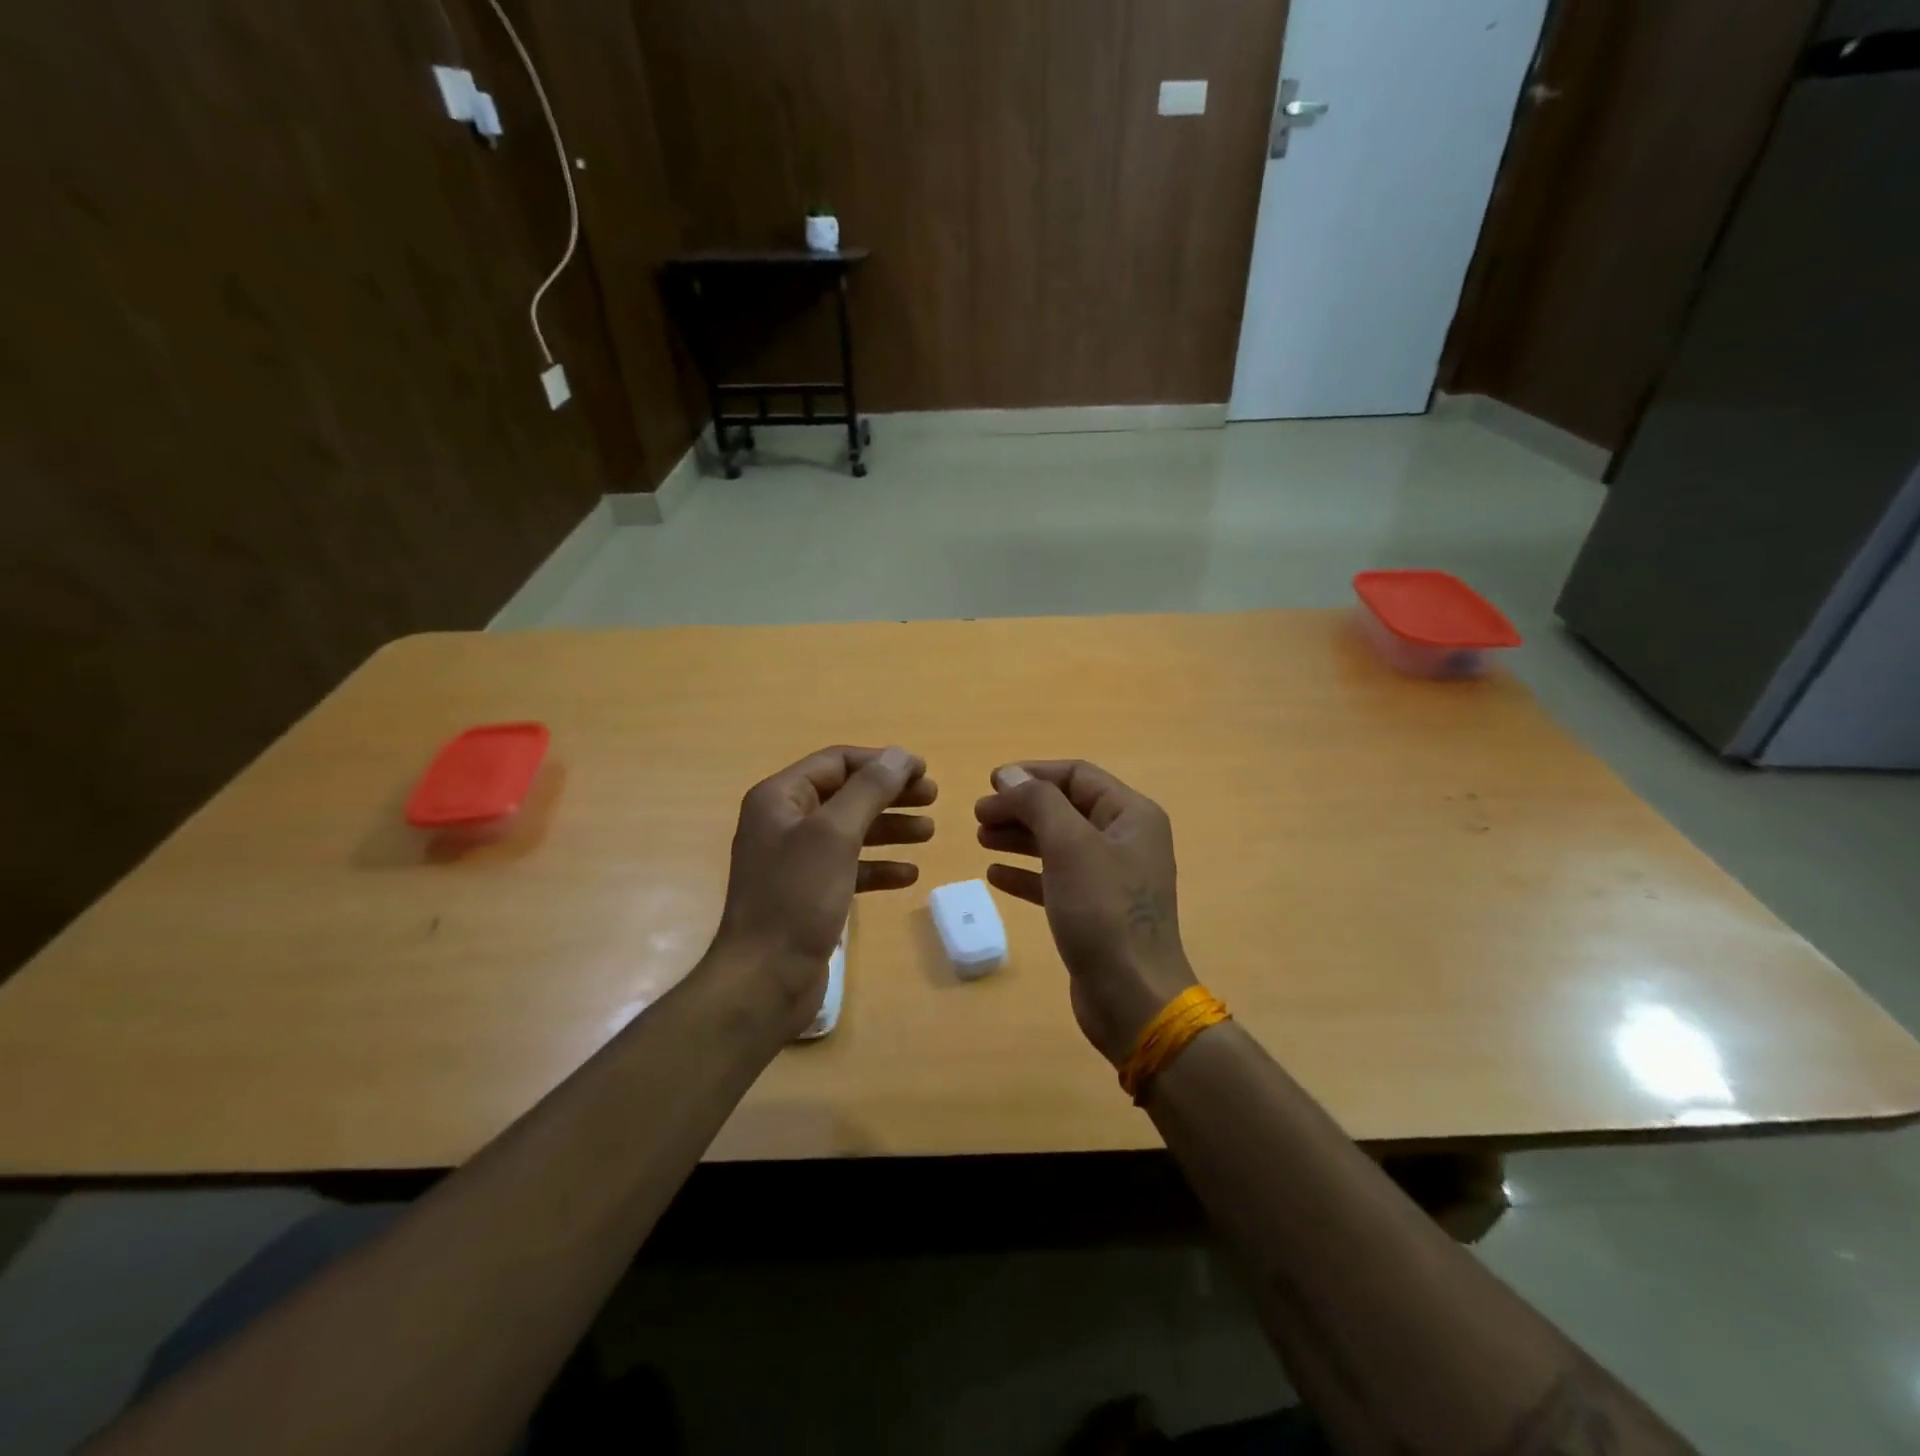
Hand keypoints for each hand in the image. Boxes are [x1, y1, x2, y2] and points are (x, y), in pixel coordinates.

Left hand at [711, 745, 934, 1037]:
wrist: (764, 980)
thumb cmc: (796, 898)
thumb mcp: (835, 835)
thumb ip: (868, 791)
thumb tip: (899, 755)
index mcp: (779, 798)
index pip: (836, 762)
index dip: (881, 762)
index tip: (924, 770)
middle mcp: (784, 823)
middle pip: (846, 794)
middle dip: (890, 794)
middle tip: (932, 797)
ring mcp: (795, 860)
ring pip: (851, 832)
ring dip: (890, 828)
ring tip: (929, 832)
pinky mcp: (808, 894)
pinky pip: (849, 868)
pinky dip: (877, 866)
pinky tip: (908, 875)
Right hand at [975, 761, 1195, 1062]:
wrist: (1131, 997)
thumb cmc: (1102, 911)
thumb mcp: (1069, 845)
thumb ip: (1038, 802)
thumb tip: (1009, 775)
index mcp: (1131, 815)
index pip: (1077, 775)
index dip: (1033, 774)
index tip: (990, 784)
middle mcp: (1125, 840)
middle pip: (1065, 808)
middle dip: (1021, 807)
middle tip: (978, 815)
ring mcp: (1112, 877)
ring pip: (1058, 843)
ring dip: (1019, 837)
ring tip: (981, 838)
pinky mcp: (1096, 911)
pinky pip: (1056, 879)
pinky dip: (1027, 873)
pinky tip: (995, 875)